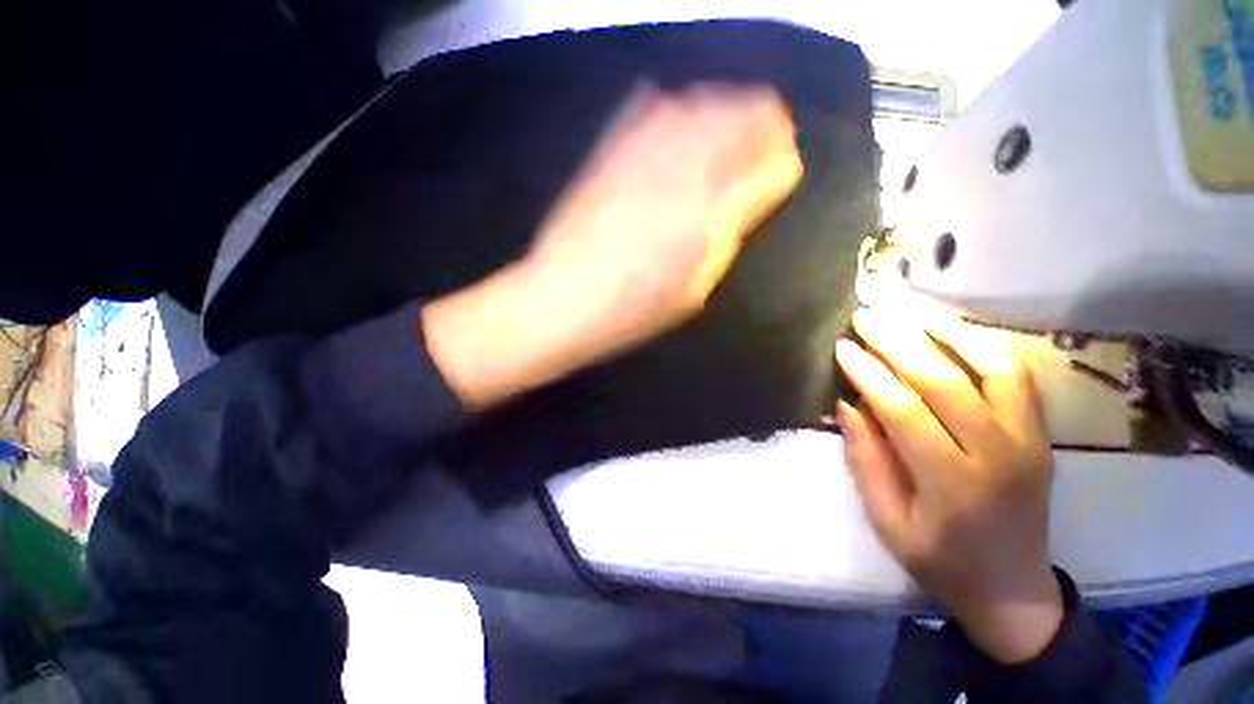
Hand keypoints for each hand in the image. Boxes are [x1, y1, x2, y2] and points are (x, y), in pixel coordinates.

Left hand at [424, 84, 801, 408]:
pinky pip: (646, 104)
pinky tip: (673, 115)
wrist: (563, 298)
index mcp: (712, 213)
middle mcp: (684, 169)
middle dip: (763, 122)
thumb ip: (726, 236)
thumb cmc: (635, 308)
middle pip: (743, 114)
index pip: (772, 165)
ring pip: (700, 100)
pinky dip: (670, 104)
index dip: (782, 161)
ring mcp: (643, 151)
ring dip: (724, 105)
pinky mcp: (608, 149)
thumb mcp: (695, 286)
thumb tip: (749, 198)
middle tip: (764, 139)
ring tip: (726, 124)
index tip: (782, 168)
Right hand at [835, 307, 1062, 663]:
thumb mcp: (888, 521)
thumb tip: (847, 405)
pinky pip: (1015, 376)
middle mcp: (997, 453)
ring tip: (906, 311)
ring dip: (943, 333)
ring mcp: (1026, 439)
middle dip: (897, 343)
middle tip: (865, 317)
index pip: (904, 410)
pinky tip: (952, 329)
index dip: (868, 374)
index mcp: (952, 483)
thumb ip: (866, 460)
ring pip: (988, 368)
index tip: (841, 347)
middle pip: (943, 381)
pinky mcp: (1038, 432)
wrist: (1013, 588)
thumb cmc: (940, 559)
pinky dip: (983, 346)